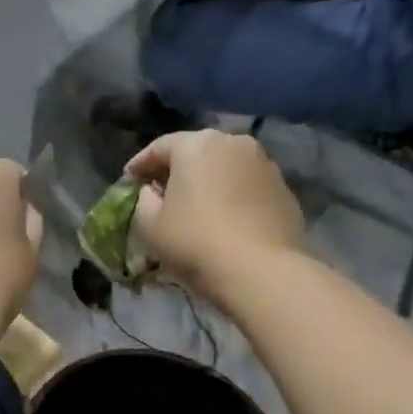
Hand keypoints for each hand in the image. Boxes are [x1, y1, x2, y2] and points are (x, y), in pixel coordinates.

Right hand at [125, 131, 304, 306]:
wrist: (262, 271)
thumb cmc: (195, 242)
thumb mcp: (150, 225)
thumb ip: (143, 200)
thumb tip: (152, 191)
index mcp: (196, 145)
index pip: (160, 147)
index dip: (140, 164)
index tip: (128, 180)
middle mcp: (233, 143)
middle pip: (196, 151)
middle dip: (176, 168)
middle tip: (161, 190)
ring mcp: (264, 164)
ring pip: (225, 166)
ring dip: (207, 180)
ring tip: (195, 204)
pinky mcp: (284, 188)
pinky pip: (246, 184)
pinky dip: (231, 194)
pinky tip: (224, 217)